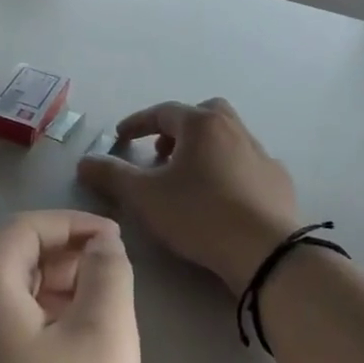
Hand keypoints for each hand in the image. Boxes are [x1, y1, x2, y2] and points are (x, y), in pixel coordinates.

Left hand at [0, 212, 140, 362]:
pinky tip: (72, 358)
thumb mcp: (104, 337)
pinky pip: (1, 338)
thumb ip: (106, 274)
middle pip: (11, 262)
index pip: (24, 230)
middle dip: (65, 259)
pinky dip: (38, 327)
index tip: (117, 241)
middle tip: (114, 280)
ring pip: (7, 302)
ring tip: (101, 317)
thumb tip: (100, 245)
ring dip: (54, 294)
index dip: (73, 225)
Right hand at [77, 99, 299, 296]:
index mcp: (202, 124)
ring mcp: (261, 154)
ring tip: (188, 178)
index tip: (120, 137)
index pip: (163, 111)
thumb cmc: (199, 214)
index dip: (137, 123)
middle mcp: (235, 129)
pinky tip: (221, 197)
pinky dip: (228, 170)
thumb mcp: (144, 197)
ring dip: (204, 149)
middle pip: (202, 115)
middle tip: (161, 153)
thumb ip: (111, 175)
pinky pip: (247, 164)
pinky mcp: (278, 180)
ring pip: (227, 138)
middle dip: (178, 129)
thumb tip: (84, 161)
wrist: (265, 250)